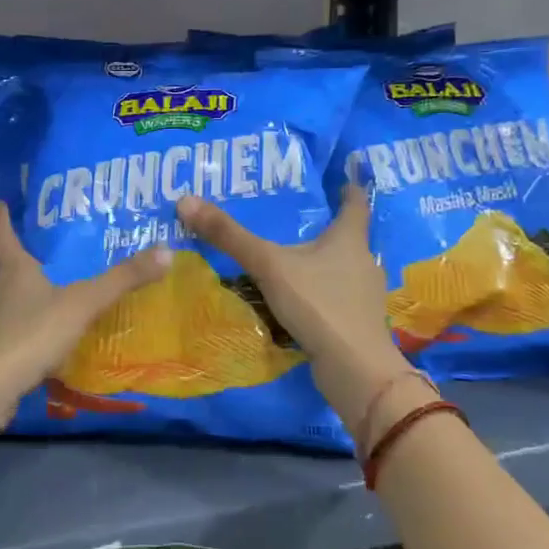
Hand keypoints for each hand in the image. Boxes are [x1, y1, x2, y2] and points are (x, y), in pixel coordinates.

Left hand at [0, 203, 171, 406]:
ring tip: (49, 296)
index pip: (2, 234)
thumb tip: (165, 251)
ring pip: (7, 301)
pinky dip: (24, 330)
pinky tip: (42, 340)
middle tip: (44, 254)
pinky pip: (9, 332)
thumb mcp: (83, 303)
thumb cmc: (32, 333)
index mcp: (13, 270)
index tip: (0, 204)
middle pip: (6, 269)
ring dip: (24, 297)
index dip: (1, 218)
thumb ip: (121, 280)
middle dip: (22, 261)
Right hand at [176, 186, 432, 444]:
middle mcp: (362, 262)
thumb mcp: (268, 265)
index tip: (339, 179)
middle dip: (324, 227)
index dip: (348, 188)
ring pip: (339, 269)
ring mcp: (362, 296)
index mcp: (349, 239)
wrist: (355, 369)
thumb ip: (229, 236)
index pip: (355, 203)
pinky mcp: (354, 323)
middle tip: (293, 219)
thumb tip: (186, 200)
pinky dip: (316, 293)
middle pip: (347, 237)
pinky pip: (333, 297)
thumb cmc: (318, 304)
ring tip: (288, 259)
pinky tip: (295, 300)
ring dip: (319, 263)